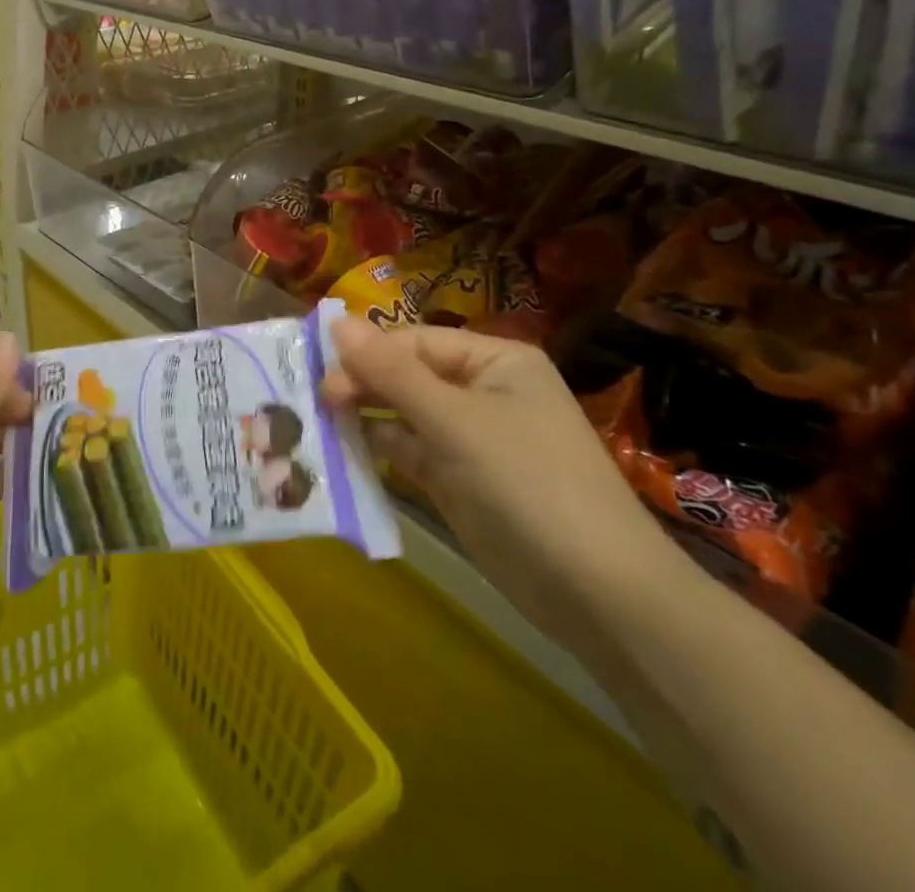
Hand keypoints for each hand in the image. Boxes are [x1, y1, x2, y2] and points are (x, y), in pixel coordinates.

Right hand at [322, 318, 684, 644]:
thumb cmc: (527, 483)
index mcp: (494, 361)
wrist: (599, 594)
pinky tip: (345, 452)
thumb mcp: (454, 420)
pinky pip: (411, 452)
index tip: (320, 376)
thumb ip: (390, 371)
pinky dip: (380, 450)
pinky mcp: (460, 481)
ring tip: (316, 423)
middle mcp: (482, 391)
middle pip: (407, 375)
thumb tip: (335, 319)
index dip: (366, 354)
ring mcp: (471, 439)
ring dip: (365, 417)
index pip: (414, 341)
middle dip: (362, 385)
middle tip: (315, 402)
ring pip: (405, 415)